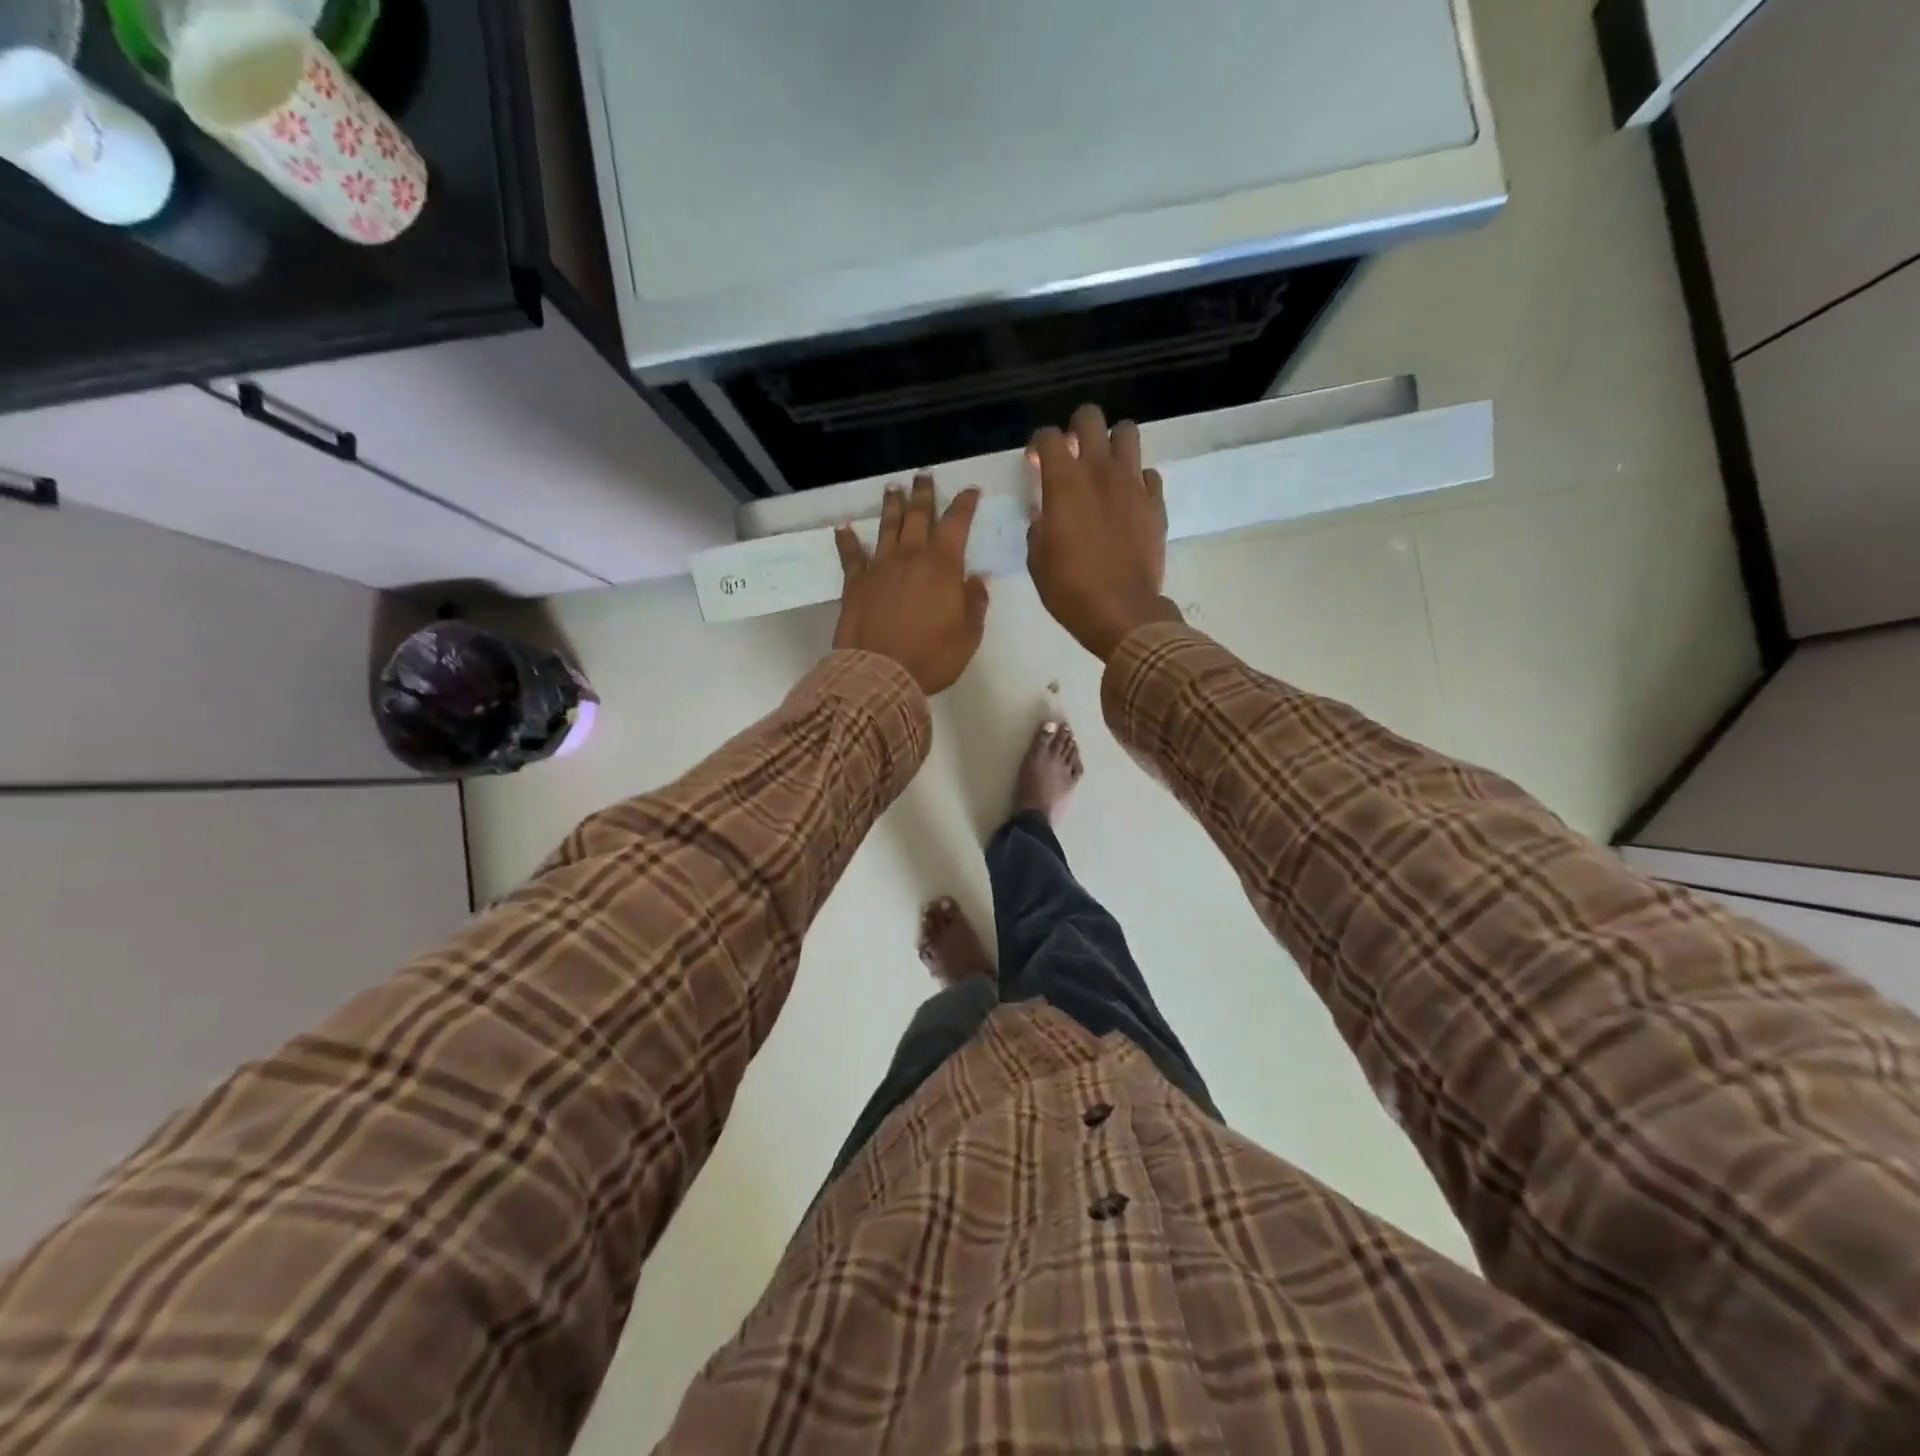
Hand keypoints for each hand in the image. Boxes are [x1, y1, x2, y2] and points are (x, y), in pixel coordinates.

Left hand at [833, 475, 989, 694]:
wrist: (881, 673)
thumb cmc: (932, 657)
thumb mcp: (968, 636)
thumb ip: (974, 604)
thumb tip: (976, 580)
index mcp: (942, 566)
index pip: (956, 524)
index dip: (964, 505)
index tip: (971, 491)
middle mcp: (910, 557)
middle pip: (918, 516)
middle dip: (923, 494)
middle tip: (923, 476)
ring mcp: (880, 568)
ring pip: (887, 528)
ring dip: (891, 506)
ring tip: (892, 488)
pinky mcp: (855, 584)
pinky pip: (851, 556)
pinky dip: (847, 540)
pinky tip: (843, 527)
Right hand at [1026, 404, 1184, 660]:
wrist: (1120, 611)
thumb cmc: (1069, 588)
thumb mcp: (1038, 560)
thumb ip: (1039, 527)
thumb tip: (1044, 514)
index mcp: (1064, 482)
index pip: (1048, 437)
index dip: (1038, 445)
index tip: (1034, 463)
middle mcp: (1100, 471)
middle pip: (1090, 418)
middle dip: (1077, 428)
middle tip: (1072, 452)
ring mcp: (1132, 484)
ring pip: (1127, 432)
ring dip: (1112, 443)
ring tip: (1104, 466)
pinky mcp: (1156, 503)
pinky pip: (1148, 474)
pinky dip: (1136, 479)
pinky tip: (1127, 499)